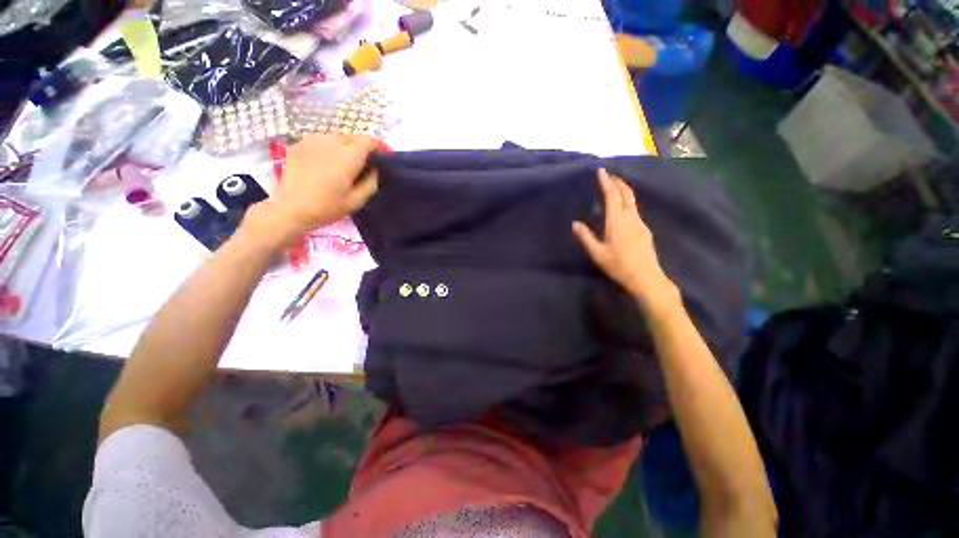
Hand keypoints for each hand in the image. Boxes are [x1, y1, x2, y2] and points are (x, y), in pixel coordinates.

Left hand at [244, 134, 378, 246]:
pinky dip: (328, 148)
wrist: (289, 209)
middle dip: (361, 147)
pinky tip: (324, 162)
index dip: (377, 147)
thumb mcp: (356, 201)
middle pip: (353, 137)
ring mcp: (313, 141)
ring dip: (344, 147)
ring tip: (343, 164)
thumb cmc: (326, 208)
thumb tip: (375, 170)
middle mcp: (331, 143)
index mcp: (348, 157)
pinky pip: (320, 140)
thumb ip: (370, 183)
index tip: (380, 159)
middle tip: (362, 165)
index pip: (368, 140)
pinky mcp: (299, 145)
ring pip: (336, 137)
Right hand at [573, 169, 678, 313]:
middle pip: (626, 194)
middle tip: (609, 175)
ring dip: (624, 190)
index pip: (611, 196)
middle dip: (618, 182)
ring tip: (616, 187)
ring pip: (632, 201)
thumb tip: (575, 223)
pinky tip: (624, 208)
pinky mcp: (645, 230)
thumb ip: (585, 237)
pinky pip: (635, 209)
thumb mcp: (597, 253)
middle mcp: (631, 217)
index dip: (606, 182)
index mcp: (617, 221)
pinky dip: (628, 202)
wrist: (646, 277)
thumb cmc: (618, 265)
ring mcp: (640, 223)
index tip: (601, 171)